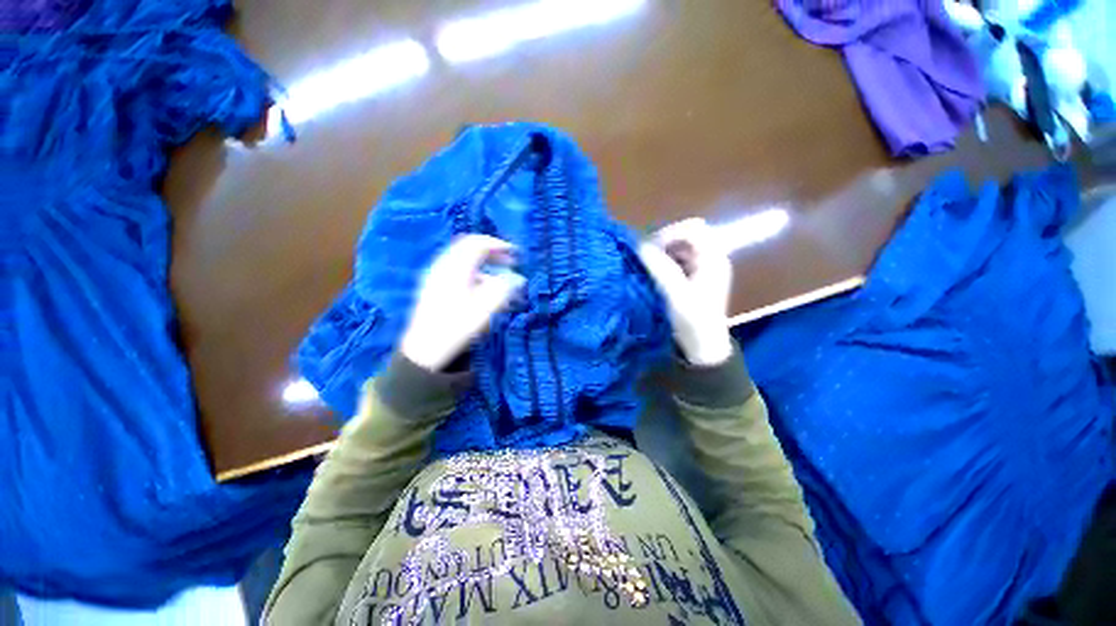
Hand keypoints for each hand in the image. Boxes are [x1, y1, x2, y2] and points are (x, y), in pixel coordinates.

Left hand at [400, 235, 524, 370]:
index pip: (478, 244)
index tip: (515, 253)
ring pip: (462, 258)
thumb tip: (518, 278)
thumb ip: (503, 290)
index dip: (498, 245)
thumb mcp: (485, 309)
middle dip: (491, 251)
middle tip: (509, 262)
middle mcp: (443, 266)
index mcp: (455, 268)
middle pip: (468, 247)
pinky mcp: (434, 285)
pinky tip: (481, 287)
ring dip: (483, 262)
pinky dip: (473, 271)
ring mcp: (436, 275)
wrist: (425, 348)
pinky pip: (456, 268)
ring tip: (499, 276)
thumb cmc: (457, 327)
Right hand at [639, 218, 733, 366]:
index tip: (650, 249)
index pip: (693, 228)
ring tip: (648, 267)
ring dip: (663, 252)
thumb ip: (660, 268)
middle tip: (647, 258)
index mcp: (713, 259)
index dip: (670, 233)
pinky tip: (655, 275)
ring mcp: (702, 268)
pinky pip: (677, 259)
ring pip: (680, 247)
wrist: (702, 348)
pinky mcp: (693, 277)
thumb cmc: (693, 322)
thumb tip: (640, 246)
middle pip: (686, 235)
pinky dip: (664, 262)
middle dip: (664, 242)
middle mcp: (710, 258)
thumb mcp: (675, 295)